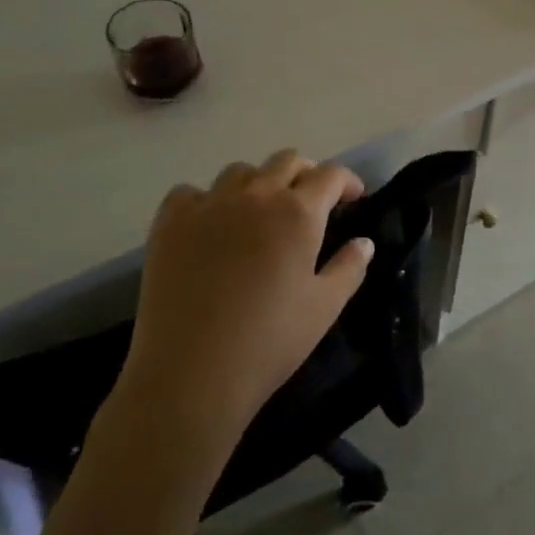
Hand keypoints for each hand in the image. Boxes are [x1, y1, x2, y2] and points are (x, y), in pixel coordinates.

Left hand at [107, 150, 371, 469]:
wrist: (192, 373)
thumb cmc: (270, 341)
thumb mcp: (325, 308)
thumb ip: (349, 267)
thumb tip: (364, 242)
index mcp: (298, 212)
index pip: (331, 175)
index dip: (347, 181)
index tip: (353, 197)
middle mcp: (256, 195)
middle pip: (287, 161)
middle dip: (306, 174)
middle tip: (311, 201)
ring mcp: (209, 204)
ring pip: (240, 171)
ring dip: (259, 183)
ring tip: (259, 210)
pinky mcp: (170, 222)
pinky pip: (191, 192)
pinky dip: (206, 200)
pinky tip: (209, 225)